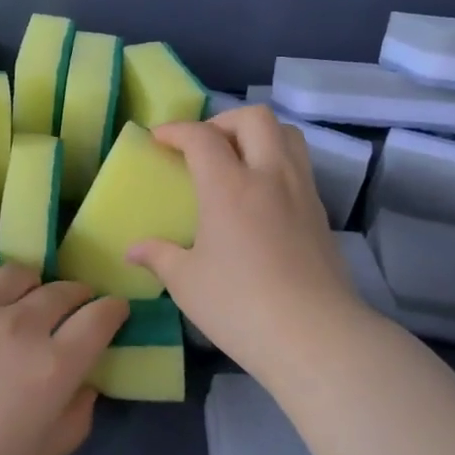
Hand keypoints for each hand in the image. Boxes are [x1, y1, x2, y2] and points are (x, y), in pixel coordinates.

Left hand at [0, 261, 128, 454]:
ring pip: (18, 273)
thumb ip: (75, 418)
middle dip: (76, 298)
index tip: (111, 313)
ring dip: (31, 287)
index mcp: (53, 367)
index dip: (112, 311)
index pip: (99, 318)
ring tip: (21, 303)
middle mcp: (19, 326)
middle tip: (70, 310)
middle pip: (62, 290)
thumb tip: (86, 385)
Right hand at [128, 107, 370, 383]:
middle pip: (254, 118)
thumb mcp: (187, 283)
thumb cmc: (240, 306)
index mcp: (229, 186)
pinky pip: (300, 165)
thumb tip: (133, 249)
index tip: (158, 138)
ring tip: (237, 160)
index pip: (202, 137)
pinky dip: (277, 162)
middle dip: (223, 120)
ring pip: (287, 134)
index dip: (176, 130)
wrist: (315, 336)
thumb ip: (159, 256)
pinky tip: (262, 196)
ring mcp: (302, 192)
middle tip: (204, 146)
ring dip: (258, 135)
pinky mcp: (321, 213)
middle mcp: (269, 176)